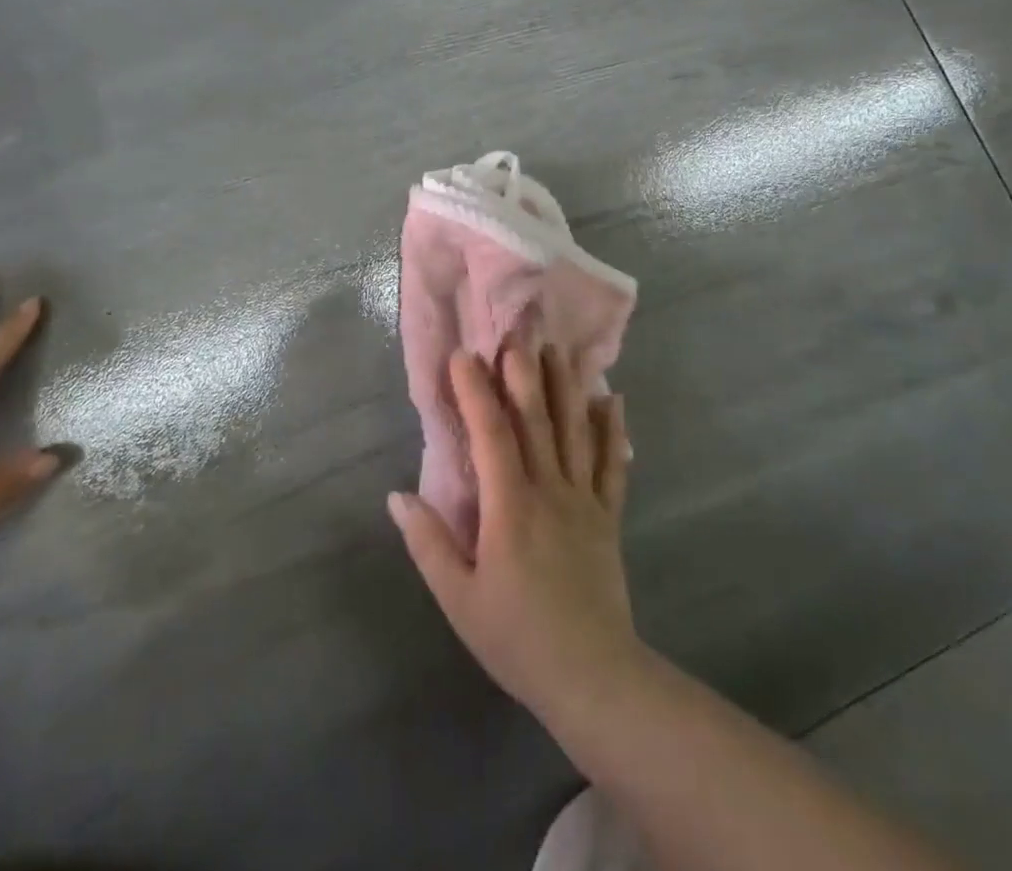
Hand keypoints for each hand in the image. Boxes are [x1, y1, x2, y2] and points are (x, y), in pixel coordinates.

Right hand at [389, 345, 641, 723]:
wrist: (593, 678)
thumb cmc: (517, 638)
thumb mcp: (459, 599)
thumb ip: (428, 543)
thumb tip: (397, 496)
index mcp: (510, 506)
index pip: (490, 434)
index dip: (475, 391)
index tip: (463, 356)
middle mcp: (549, 490)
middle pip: (536, 420)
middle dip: (523, 373)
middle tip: (516, 334)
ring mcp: (584, 500)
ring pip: (575, 432)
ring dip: (565, 387)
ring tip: (559, 349)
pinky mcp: (608, 517)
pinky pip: (612, 465)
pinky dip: (613, 431)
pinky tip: (613, 400)